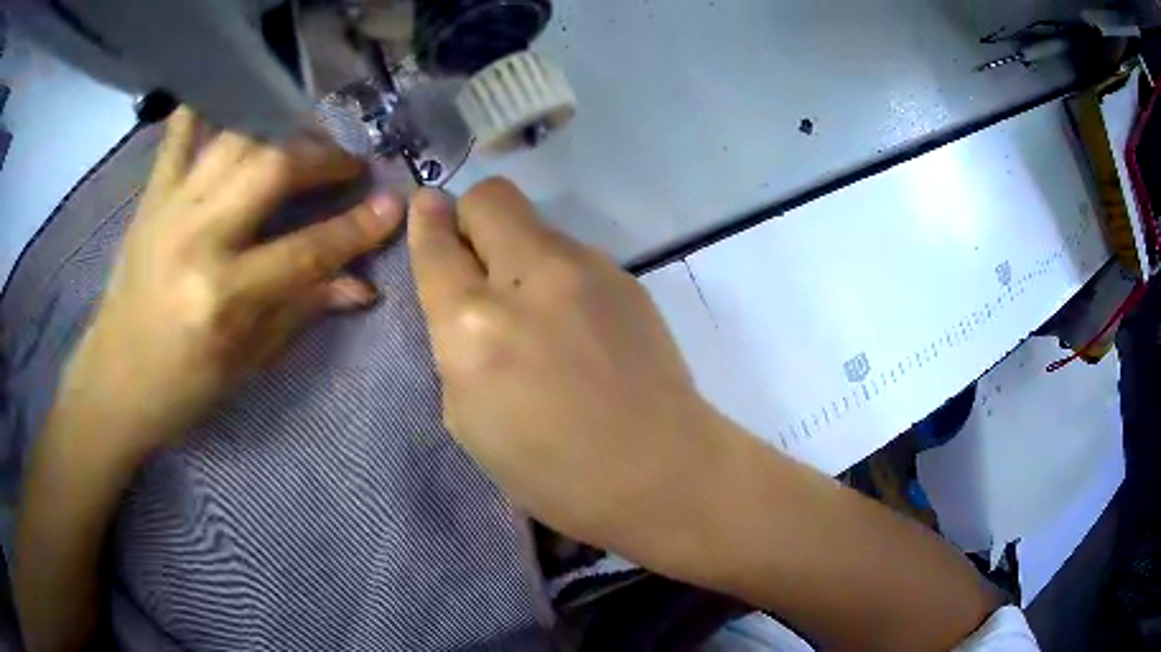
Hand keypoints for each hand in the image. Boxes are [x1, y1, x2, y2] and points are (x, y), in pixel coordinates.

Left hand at [59, 108, 403, 457]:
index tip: (394, 204)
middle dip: (324, 158)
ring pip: (238, 139)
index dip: (357, 227)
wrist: (113, 381)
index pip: (307, 250)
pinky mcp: (150, 197)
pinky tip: (233, 102)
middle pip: (273, 168)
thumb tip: (363, 285)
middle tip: (349, 164)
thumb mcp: (246, 364)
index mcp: (223, 297)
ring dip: (283, 130)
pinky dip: (208, 107)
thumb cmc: (181, 388)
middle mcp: (197, 238)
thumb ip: (302, 311)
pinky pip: (180, 133)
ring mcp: (169, 208)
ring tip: (306, 141)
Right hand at [407, 179, 726, 554]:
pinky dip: (559, 278)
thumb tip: (462, 296)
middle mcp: (528, 278)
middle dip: (471, 217)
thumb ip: (455, 344)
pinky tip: (578, 325)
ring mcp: (587, 270)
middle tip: (478, 261)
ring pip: (536, 226)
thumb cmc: (552, 471)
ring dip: (520, 254)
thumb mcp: (468, 419)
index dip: (424, 221)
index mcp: (475, 325)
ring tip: (539, 312)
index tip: (423, 208)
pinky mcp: (626, 278)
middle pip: (491, 198)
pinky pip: (574, 257)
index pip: (437, 245)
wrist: (659, 470)